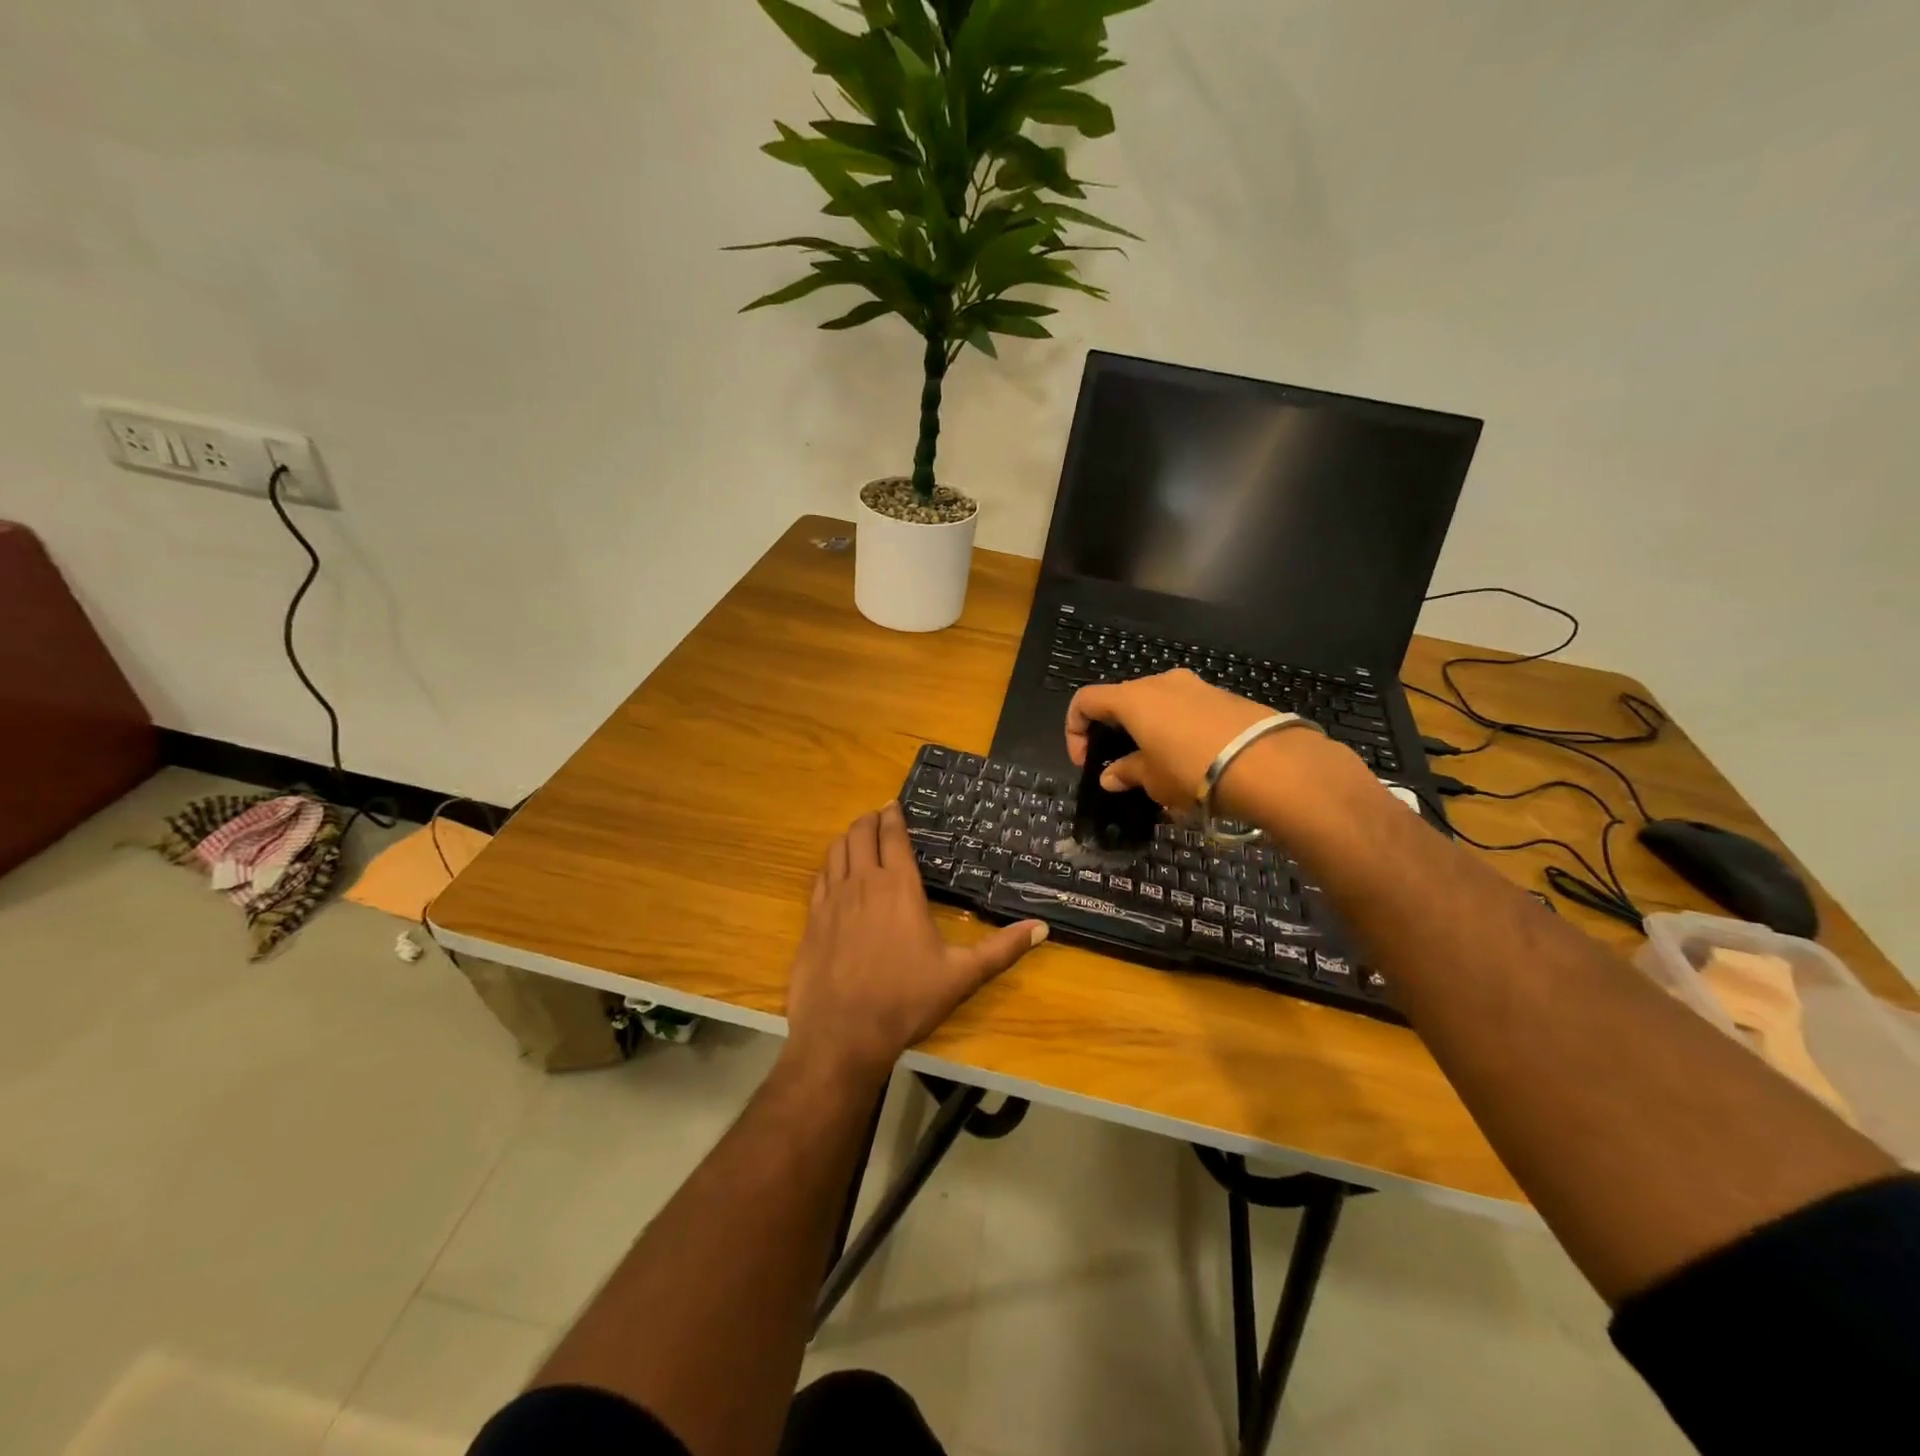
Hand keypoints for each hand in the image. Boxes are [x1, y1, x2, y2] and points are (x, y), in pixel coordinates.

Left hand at [784, 802, 1047, 1085]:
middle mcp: (862, 883)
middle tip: (878, 816)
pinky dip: (829, 865)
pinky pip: (819, 878)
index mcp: (898, 886)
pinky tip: (834, 872)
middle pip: (860, 835)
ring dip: (848, 838)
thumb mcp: (961, 975)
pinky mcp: (811, 920)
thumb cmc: (906, 999)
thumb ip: (1002, 949)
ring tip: (858, 837)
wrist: (842, 1034)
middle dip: (869, 820)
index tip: (893, 804)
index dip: (892, 816)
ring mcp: (831, 900)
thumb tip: (1042, 927)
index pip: (892, 836)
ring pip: (836, 851)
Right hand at [1066, 669, 1277, 808]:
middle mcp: (1161, 682)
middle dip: (1115, 732)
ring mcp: (1196, 686)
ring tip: (1161, 769)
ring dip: (1149, 732)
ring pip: (1157, 705)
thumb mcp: (1153, 780)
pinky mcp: (1225, 697)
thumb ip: (1127, 773)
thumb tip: (1110, 776)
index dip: (1075, 730)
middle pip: (1122, 700)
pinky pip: (1187, 710)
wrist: (1270, 764)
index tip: (1087, 763)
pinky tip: (1193, 762)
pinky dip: (1177, 731)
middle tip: (1123, 767)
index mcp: (1133, 698)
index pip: (1086, 700)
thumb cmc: (1193, 771)